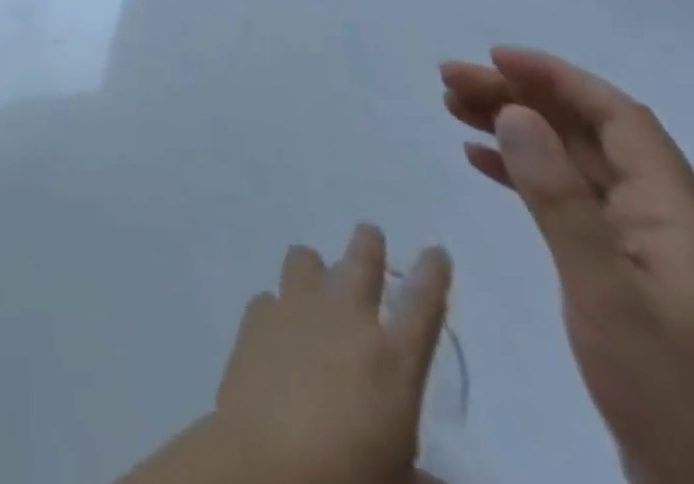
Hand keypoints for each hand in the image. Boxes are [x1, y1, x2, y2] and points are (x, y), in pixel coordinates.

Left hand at [119, 225, 450, 483]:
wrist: (265, 465)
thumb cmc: (347, 479)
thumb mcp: (398, 481)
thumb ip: (419, 474)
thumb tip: (432, 481)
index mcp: (393, 360)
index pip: (423, 306)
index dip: (432, 274)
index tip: (435, 251)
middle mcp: (346, 319)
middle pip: (361, 262)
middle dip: (368, 244)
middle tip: (370, 235)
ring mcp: (296, 309)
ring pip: (306, 260)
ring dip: (315, 267)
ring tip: (316, 276)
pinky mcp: (257, 316)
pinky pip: (270, 298)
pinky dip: (278, 308)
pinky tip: (277, 329)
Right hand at [441, 48, 693, 483]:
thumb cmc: (666, 391)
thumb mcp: (604, 291)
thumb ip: (558, 197)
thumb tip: (516, 112)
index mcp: (678, 217)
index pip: (620, 119)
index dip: (558, 78)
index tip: (493, 57)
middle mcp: (665, 222)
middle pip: (588, 136)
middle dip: (520, 99)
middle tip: (448, 82)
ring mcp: (645, 251)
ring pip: (574, 164)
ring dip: (516, 131)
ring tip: (451, 109)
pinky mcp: (623, 277)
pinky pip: (568, 201)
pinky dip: (523, 174)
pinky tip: (480, 162)